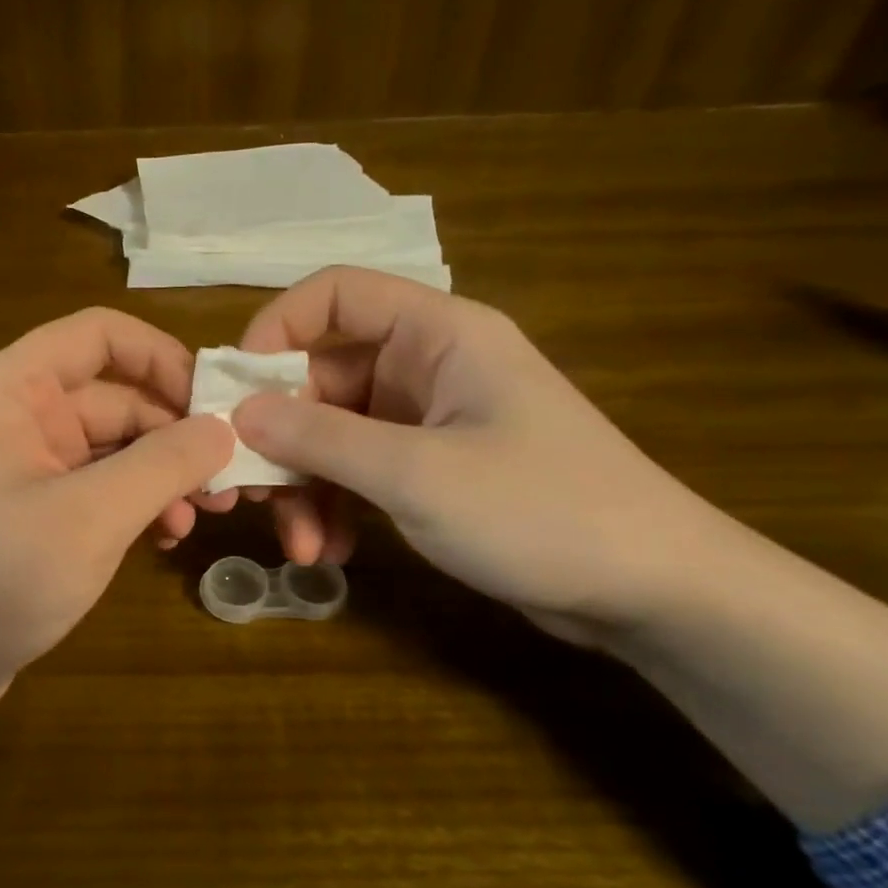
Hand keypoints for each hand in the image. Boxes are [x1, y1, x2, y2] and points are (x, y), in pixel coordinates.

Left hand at [0, 306, 235, 707]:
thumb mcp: (90, 516)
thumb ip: (163, 463)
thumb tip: (223, 429)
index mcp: (15, 389)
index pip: (100, 334)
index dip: (162, 357)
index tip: (217, 402)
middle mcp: (19, 416)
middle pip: (116, 397)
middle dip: (175, 434)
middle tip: (230, 481)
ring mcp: (26, 467)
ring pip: (114, 448)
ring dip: (162, 476)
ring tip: (202, 517)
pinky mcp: (35, 515)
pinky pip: (100, 490)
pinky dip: (136, 506)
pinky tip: (166, 538)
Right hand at [231, 267, 731, 643]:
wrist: (655, 592)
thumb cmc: (541, 511)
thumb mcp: (415, 474)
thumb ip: (319, 438)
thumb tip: (238, 413)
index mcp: (436, 333)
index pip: (334, 295)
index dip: (273, 330)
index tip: (233, 392)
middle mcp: (426, 364)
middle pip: (320, 376)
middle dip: (282, 440)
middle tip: (248, 495)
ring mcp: (427, 418)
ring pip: (332, 431)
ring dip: (305, 486)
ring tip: (302, 547)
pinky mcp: (430, 466)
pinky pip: (358, 468)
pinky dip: (336, 504)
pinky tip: (333, 550)